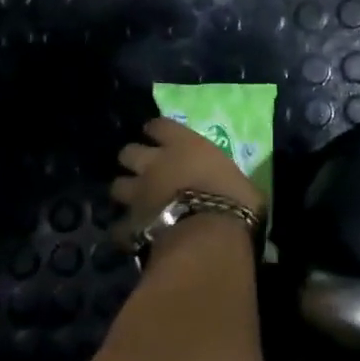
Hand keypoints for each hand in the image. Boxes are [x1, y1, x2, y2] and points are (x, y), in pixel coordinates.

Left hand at [110, 118, 265, 260]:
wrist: (209, 234)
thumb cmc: (234, 201)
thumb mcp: (241, 183)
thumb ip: (228, 181)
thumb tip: (238, 191)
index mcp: (184, 145)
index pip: (159, 125)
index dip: (157, 131)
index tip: (159, 137)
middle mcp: (155, 163)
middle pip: (128, 152)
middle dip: (134, 160)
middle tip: (145, 171)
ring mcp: (139, 192)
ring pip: (117, 185)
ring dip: (126, 191)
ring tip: (137, 201)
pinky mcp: (130, 222)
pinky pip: (120, 225)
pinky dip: (126, 229)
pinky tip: (135, 235)